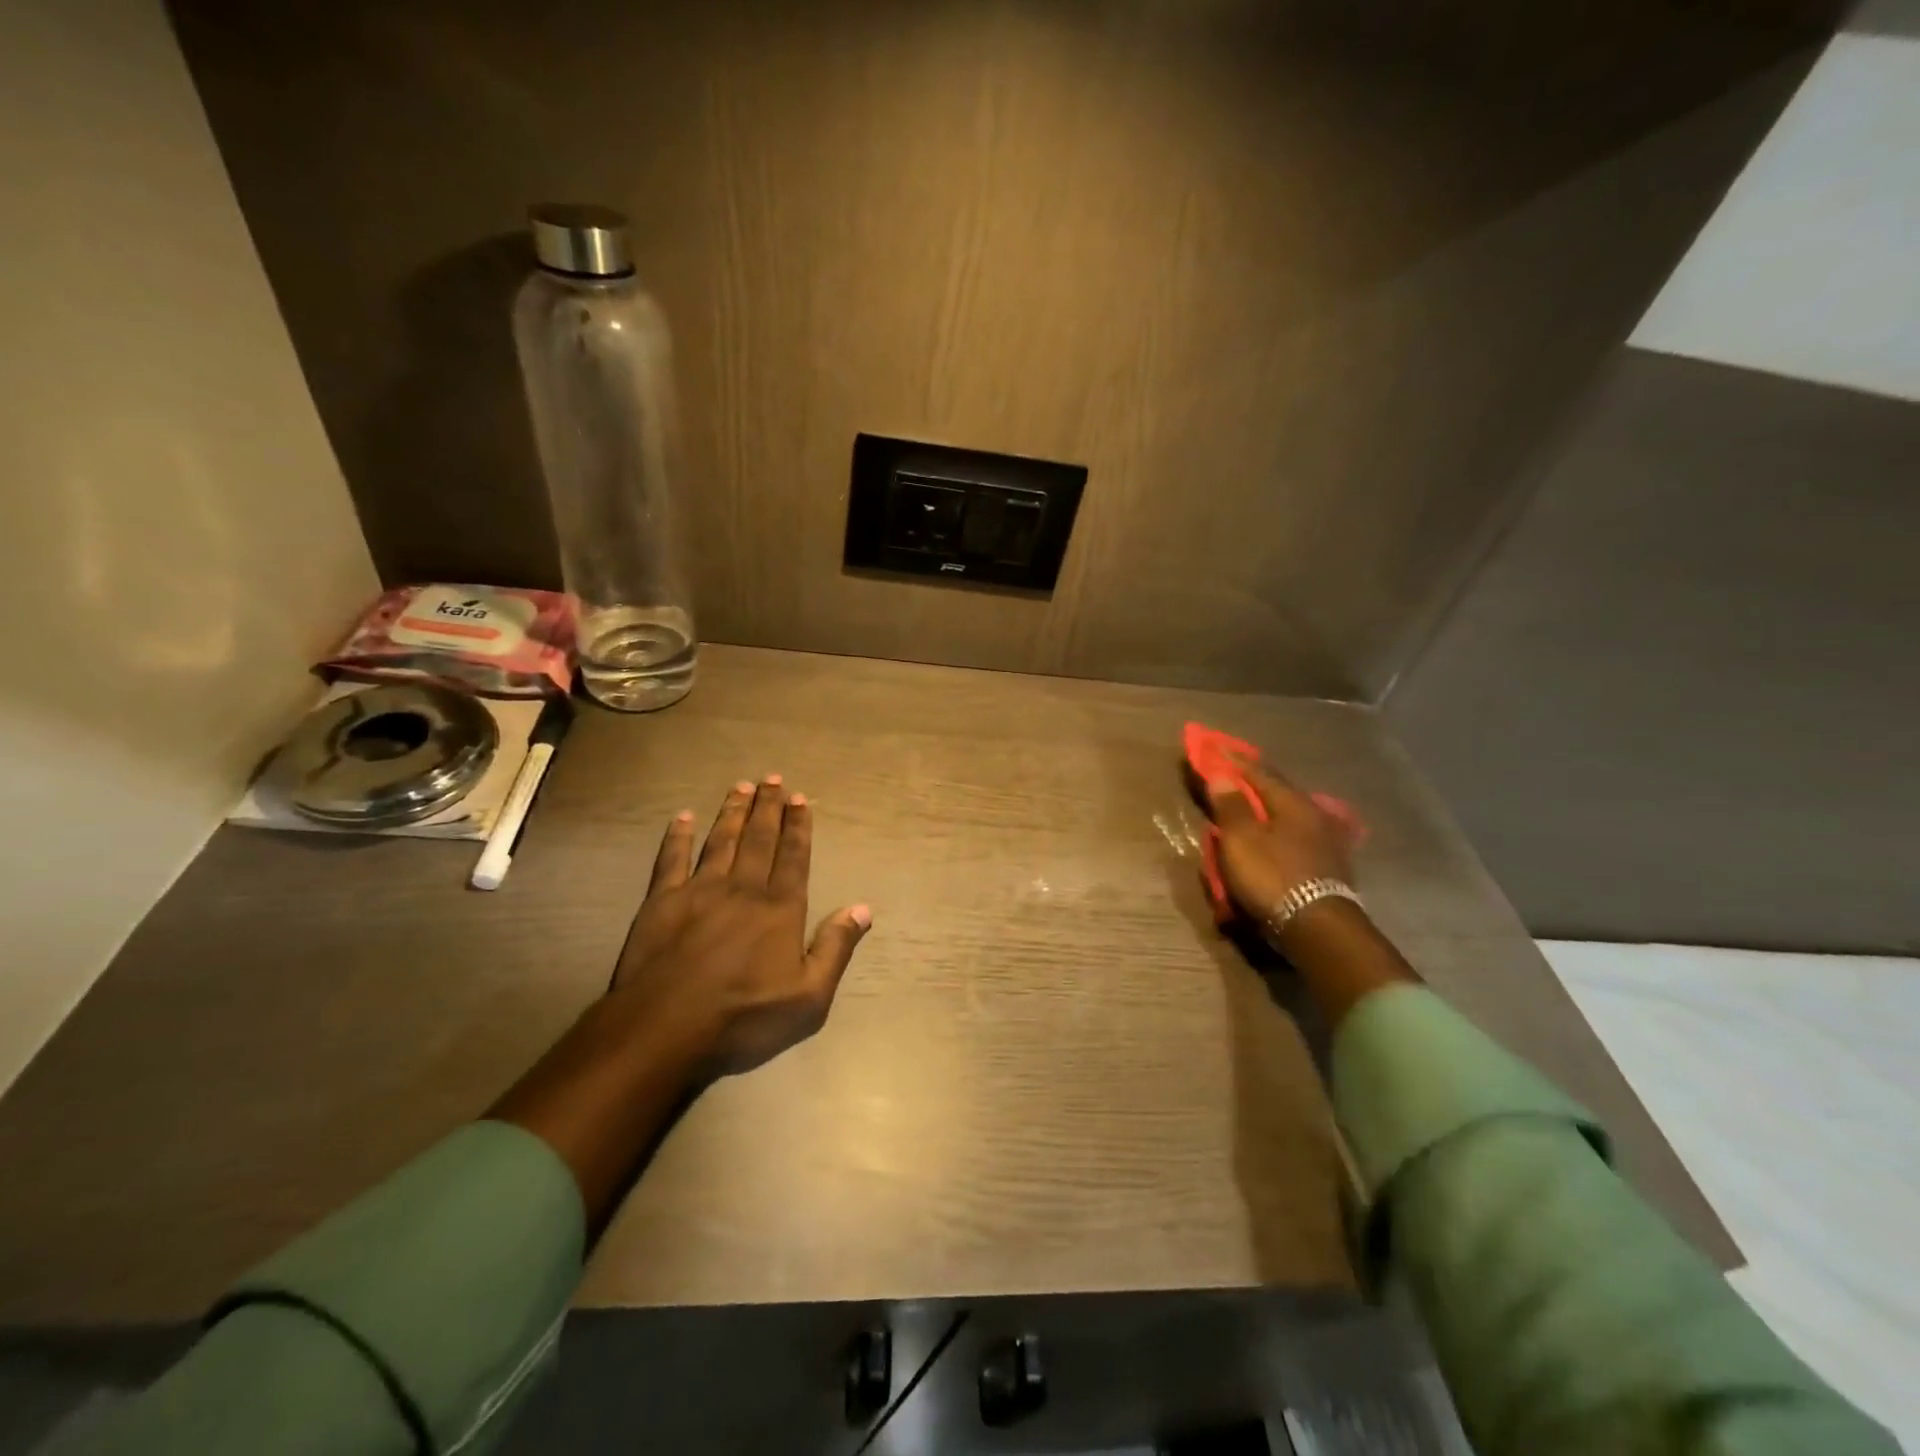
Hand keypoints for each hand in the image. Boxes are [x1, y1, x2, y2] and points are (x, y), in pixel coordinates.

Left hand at [612, 776, 871, 1077]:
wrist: (665, 1031)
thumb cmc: (744, 1019)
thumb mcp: (809, 997)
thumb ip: (836, 948)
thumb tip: (863, 909)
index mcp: (780, 909)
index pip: (793, 857)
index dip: (798, 826)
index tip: (800, 798)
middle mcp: (743, 889)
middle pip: (759, 839)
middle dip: (768, 807)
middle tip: (772, 779)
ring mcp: (699, 891)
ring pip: (720, 841)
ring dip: (732, 812)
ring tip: (740, 786)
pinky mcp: (661, 902)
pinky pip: (671, 860)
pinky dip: (677, 837)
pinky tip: (682, 817)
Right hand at [1204, 763, 1359, 922]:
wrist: (1317, 927)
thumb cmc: (1273, 876)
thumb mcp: (1241, 840)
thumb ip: (1230, 806)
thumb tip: (1222, 775)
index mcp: (1292, 802)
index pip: (1257, 771)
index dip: (1233, 759)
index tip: (1213, 747)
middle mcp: (1313, 814)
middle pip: (1276, 790)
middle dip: (1251, 781)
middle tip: (1230, 773)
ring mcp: (1325, 840)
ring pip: (1288, 813)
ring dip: (1265, 807)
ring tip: (1247, 804)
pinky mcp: (1327, 864)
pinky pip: (1294, 836)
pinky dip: (1276, 830)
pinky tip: (1271, 835)